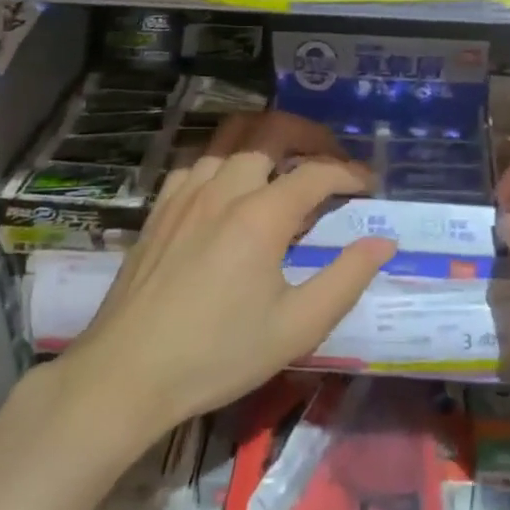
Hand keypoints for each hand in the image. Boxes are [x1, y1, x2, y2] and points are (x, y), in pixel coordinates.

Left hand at [61, 111, 396, 441]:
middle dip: (309, 136)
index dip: (349, 173)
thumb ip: (346, 279)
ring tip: (286, 165)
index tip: (369, 186)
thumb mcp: (296, 328)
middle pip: (271, 133)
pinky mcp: (160, 209)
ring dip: (266, 143)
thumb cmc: (217, 354)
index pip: (317, 173)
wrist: (126, 375)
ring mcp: (186, 195)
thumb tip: (384, 241)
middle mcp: (224, 190)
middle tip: (331, 157)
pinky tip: (230, 188)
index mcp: (261, 216)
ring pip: (231, 142)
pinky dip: (226, 161)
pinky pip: (199, 163)